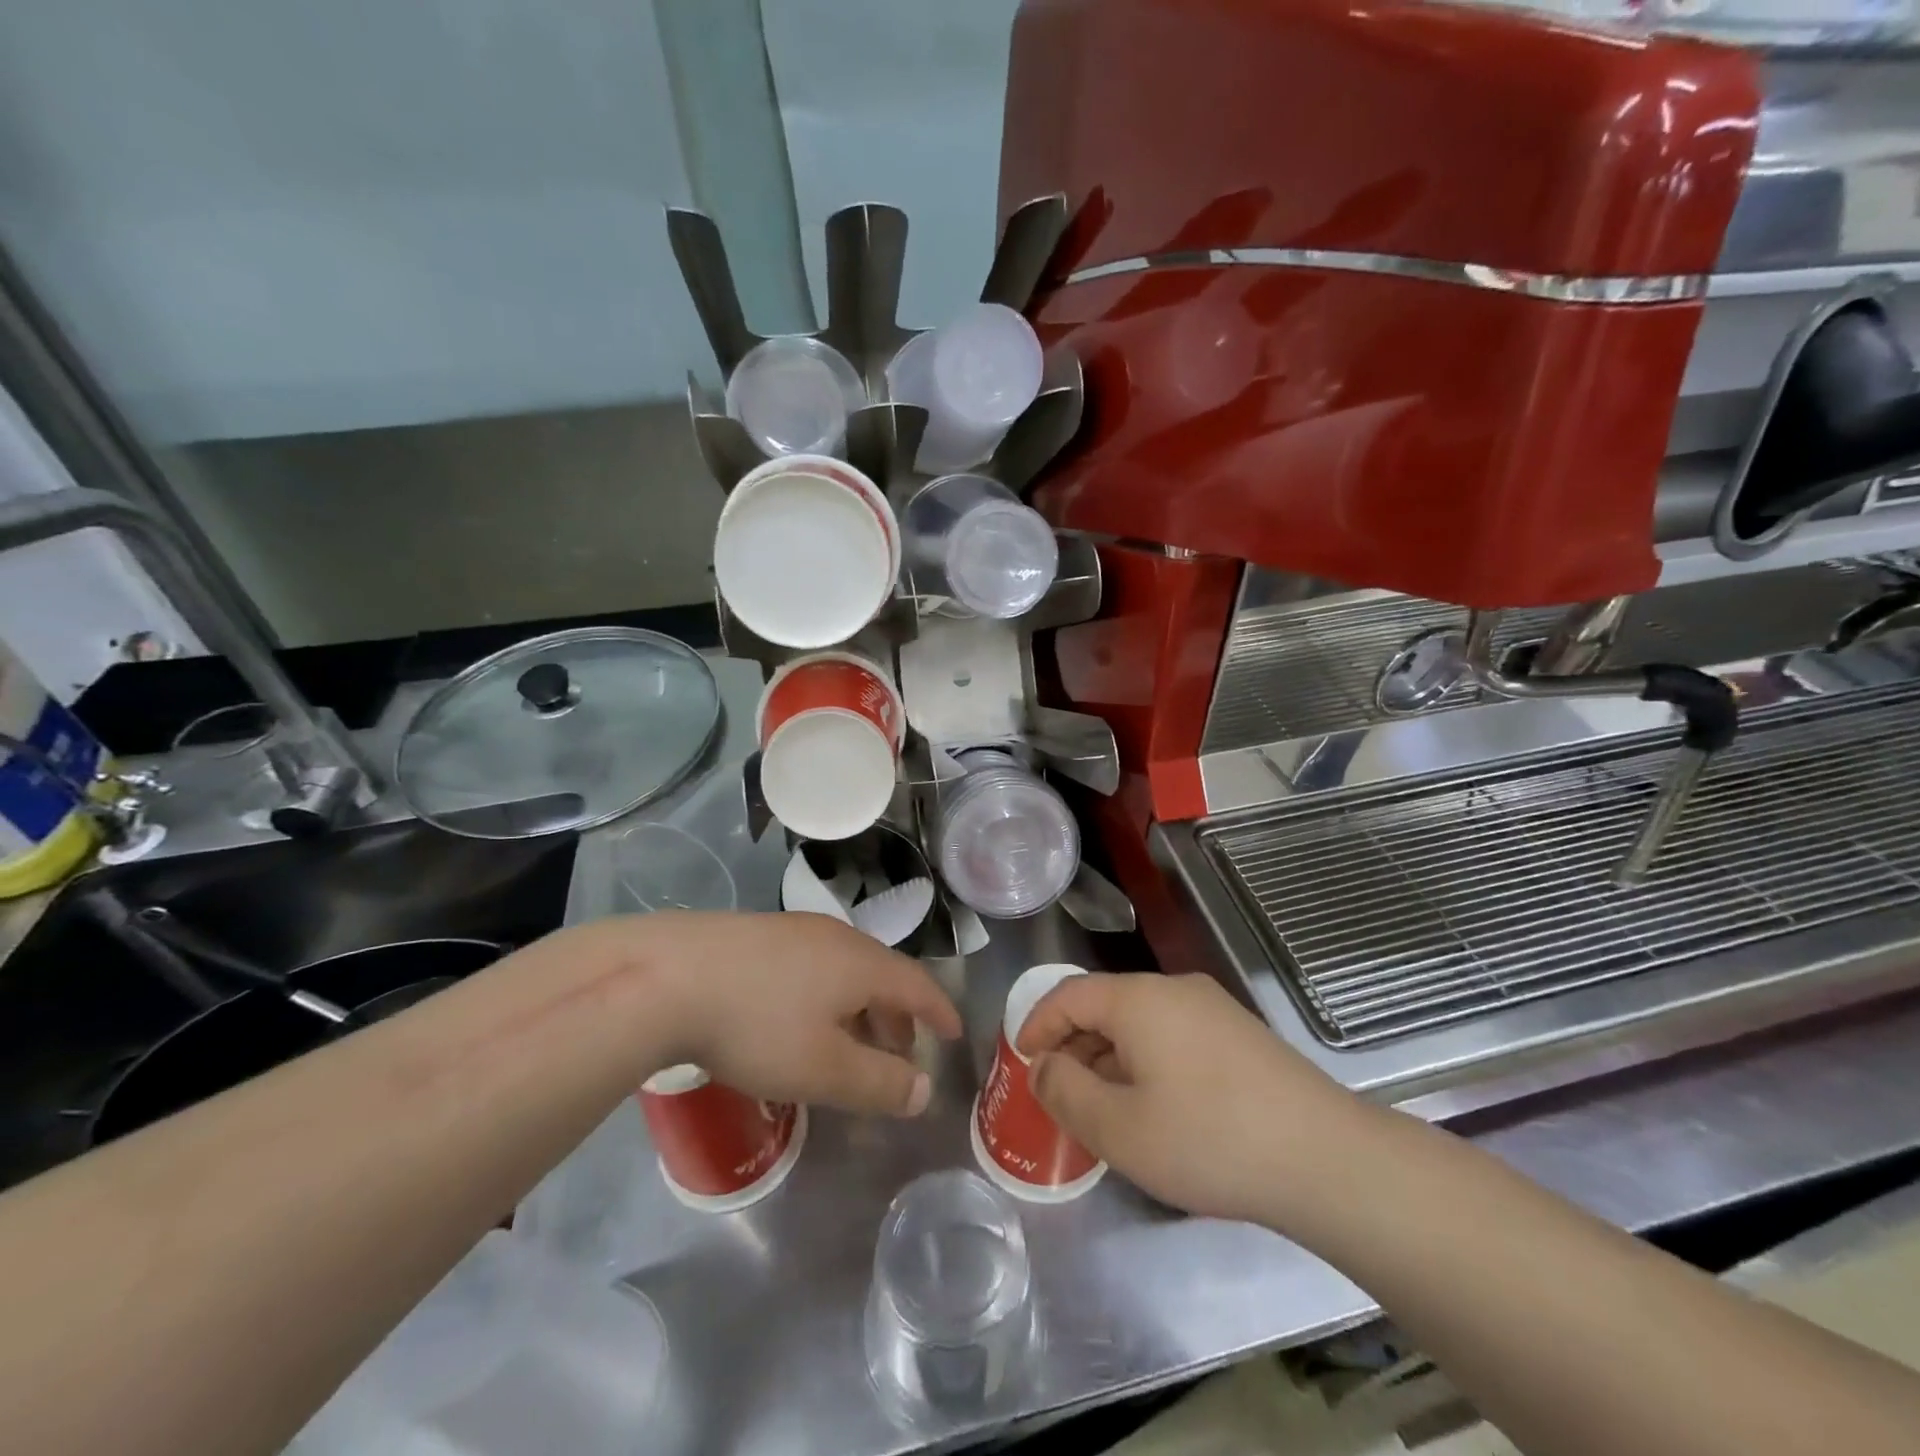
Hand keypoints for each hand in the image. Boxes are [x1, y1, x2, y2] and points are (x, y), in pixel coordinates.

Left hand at [633, 911, 961, 1117]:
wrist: (667, 976)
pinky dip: (826, 995)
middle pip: (882, 974)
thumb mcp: (825, 1069)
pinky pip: (812, 966)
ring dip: (860, 1006)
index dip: (939, 1011)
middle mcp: (835, 937)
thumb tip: (924, 1090)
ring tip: (850, 1042)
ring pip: (845, 969)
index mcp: (862, 963)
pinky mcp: (758, 936)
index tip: (954, 1032)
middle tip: (901, 1050)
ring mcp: (794, 931)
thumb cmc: (758, 1025)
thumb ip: (880, 1084)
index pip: (917, 984)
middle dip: (898, 1015)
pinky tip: (798, 1019)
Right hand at [1017, 971, 1370, 1225]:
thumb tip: (1044, 1067)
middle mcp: (1173, 989)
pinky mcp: (1239, 1035)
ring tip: (1102, 1107)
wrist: (1326, 1158)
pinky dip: (1146, 1062)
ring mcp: (1212, 1008)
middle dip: (1072, 1046)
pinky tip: (1155, 1107)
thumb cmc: (1209, 1139)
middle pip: (1104, 1005)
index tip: (1021, 1062)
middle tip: (1058, 1093)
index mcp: (1138, 999)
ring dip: (1109, 1057)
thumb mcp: (1119, 1129)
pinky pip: (1172, 1035)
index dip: (1036, 1025)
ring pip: (1140, 1022)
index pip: (1068, 994)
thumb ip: (1065, 1093)